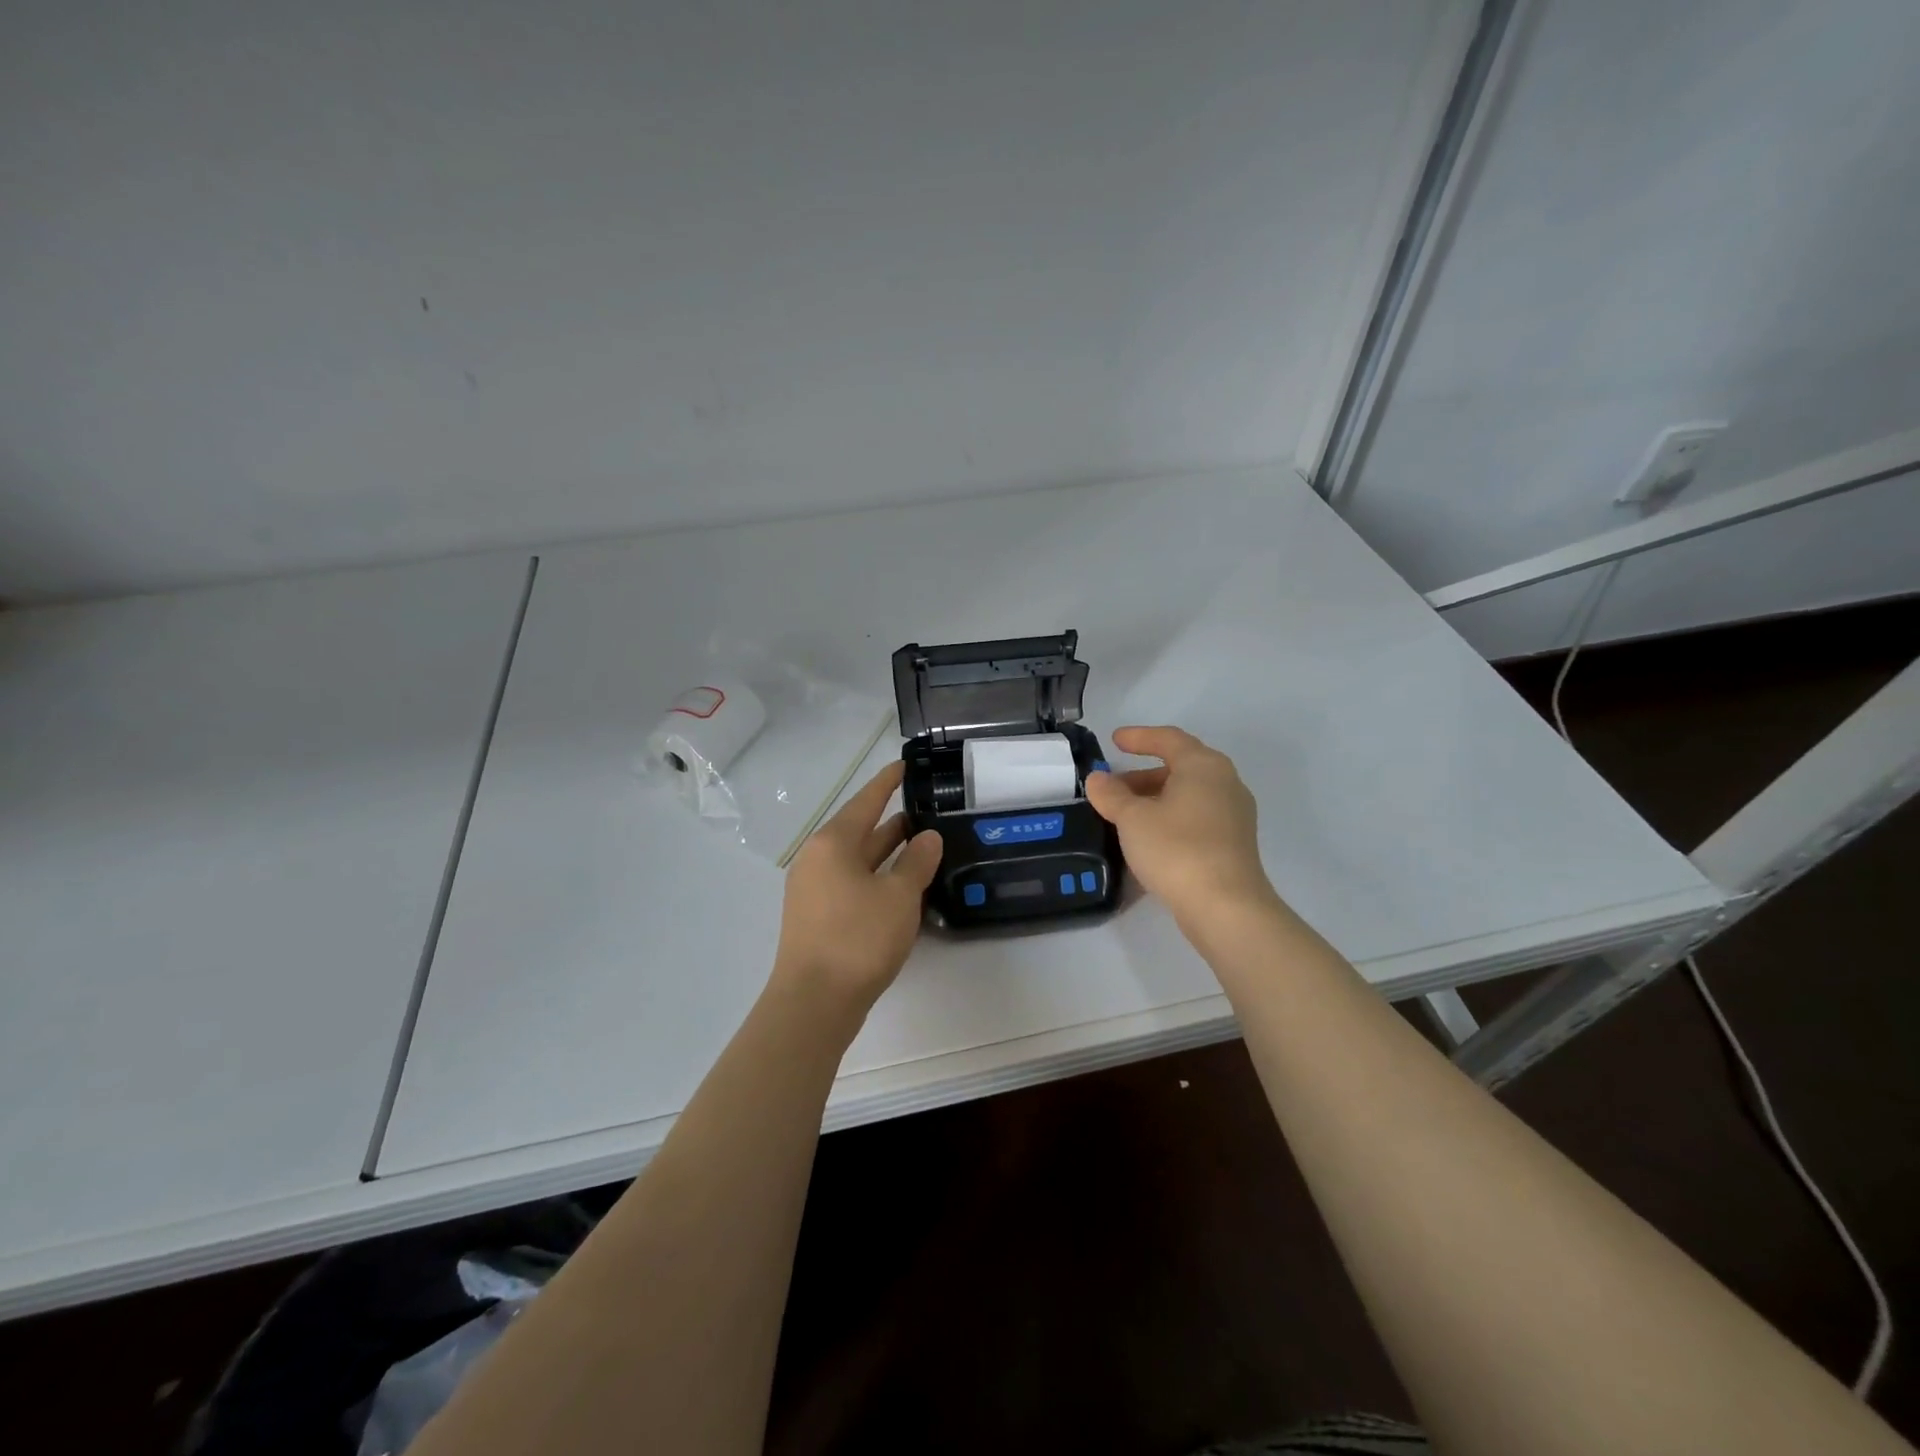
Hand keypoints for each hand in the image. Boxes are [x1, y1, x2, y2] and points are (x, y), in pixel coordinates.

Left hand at [772, 761, 942, 1020]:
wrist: (814, 1002)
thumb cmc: (858, 938)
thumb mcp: (899, 896)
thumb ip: (916, 861)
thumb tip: (927, 837)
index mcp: (833, 843)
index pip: (866, 800)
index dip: (887, 782)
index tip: (904, 766)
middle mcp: (818, 858)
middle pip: (860, 829)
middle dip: (892, 821)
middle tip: (928, 810)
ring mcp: (813, 889)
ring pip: (857, 859)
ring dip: (887, 852)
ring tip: (921, 844)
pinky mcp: (816, 916)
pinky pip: (852, 883)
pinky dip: (877, 877)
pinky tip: (900, 886)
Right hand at [1085, 726, 1278, 927]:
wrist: (1225, 907)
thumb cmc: (1176, 849)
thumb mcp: (1132, 819)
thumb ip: (1111, 794)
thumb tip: (1098, 779)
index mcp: (1203, 766)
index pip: (1168, 739)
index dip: (1139, 737)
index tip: (1114, 741)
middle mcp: (1225, 783)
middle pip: (1180, 766)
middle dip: (1142, 775)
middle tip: (1112, 787)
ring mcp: (1234, 814)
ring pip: (1188, 794)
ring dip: (1155, 798)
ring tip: (1124, 815)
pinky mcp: (1234, 843)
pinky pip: (1196, 816)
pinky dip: (1170, 817)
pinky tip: (1148, 838)